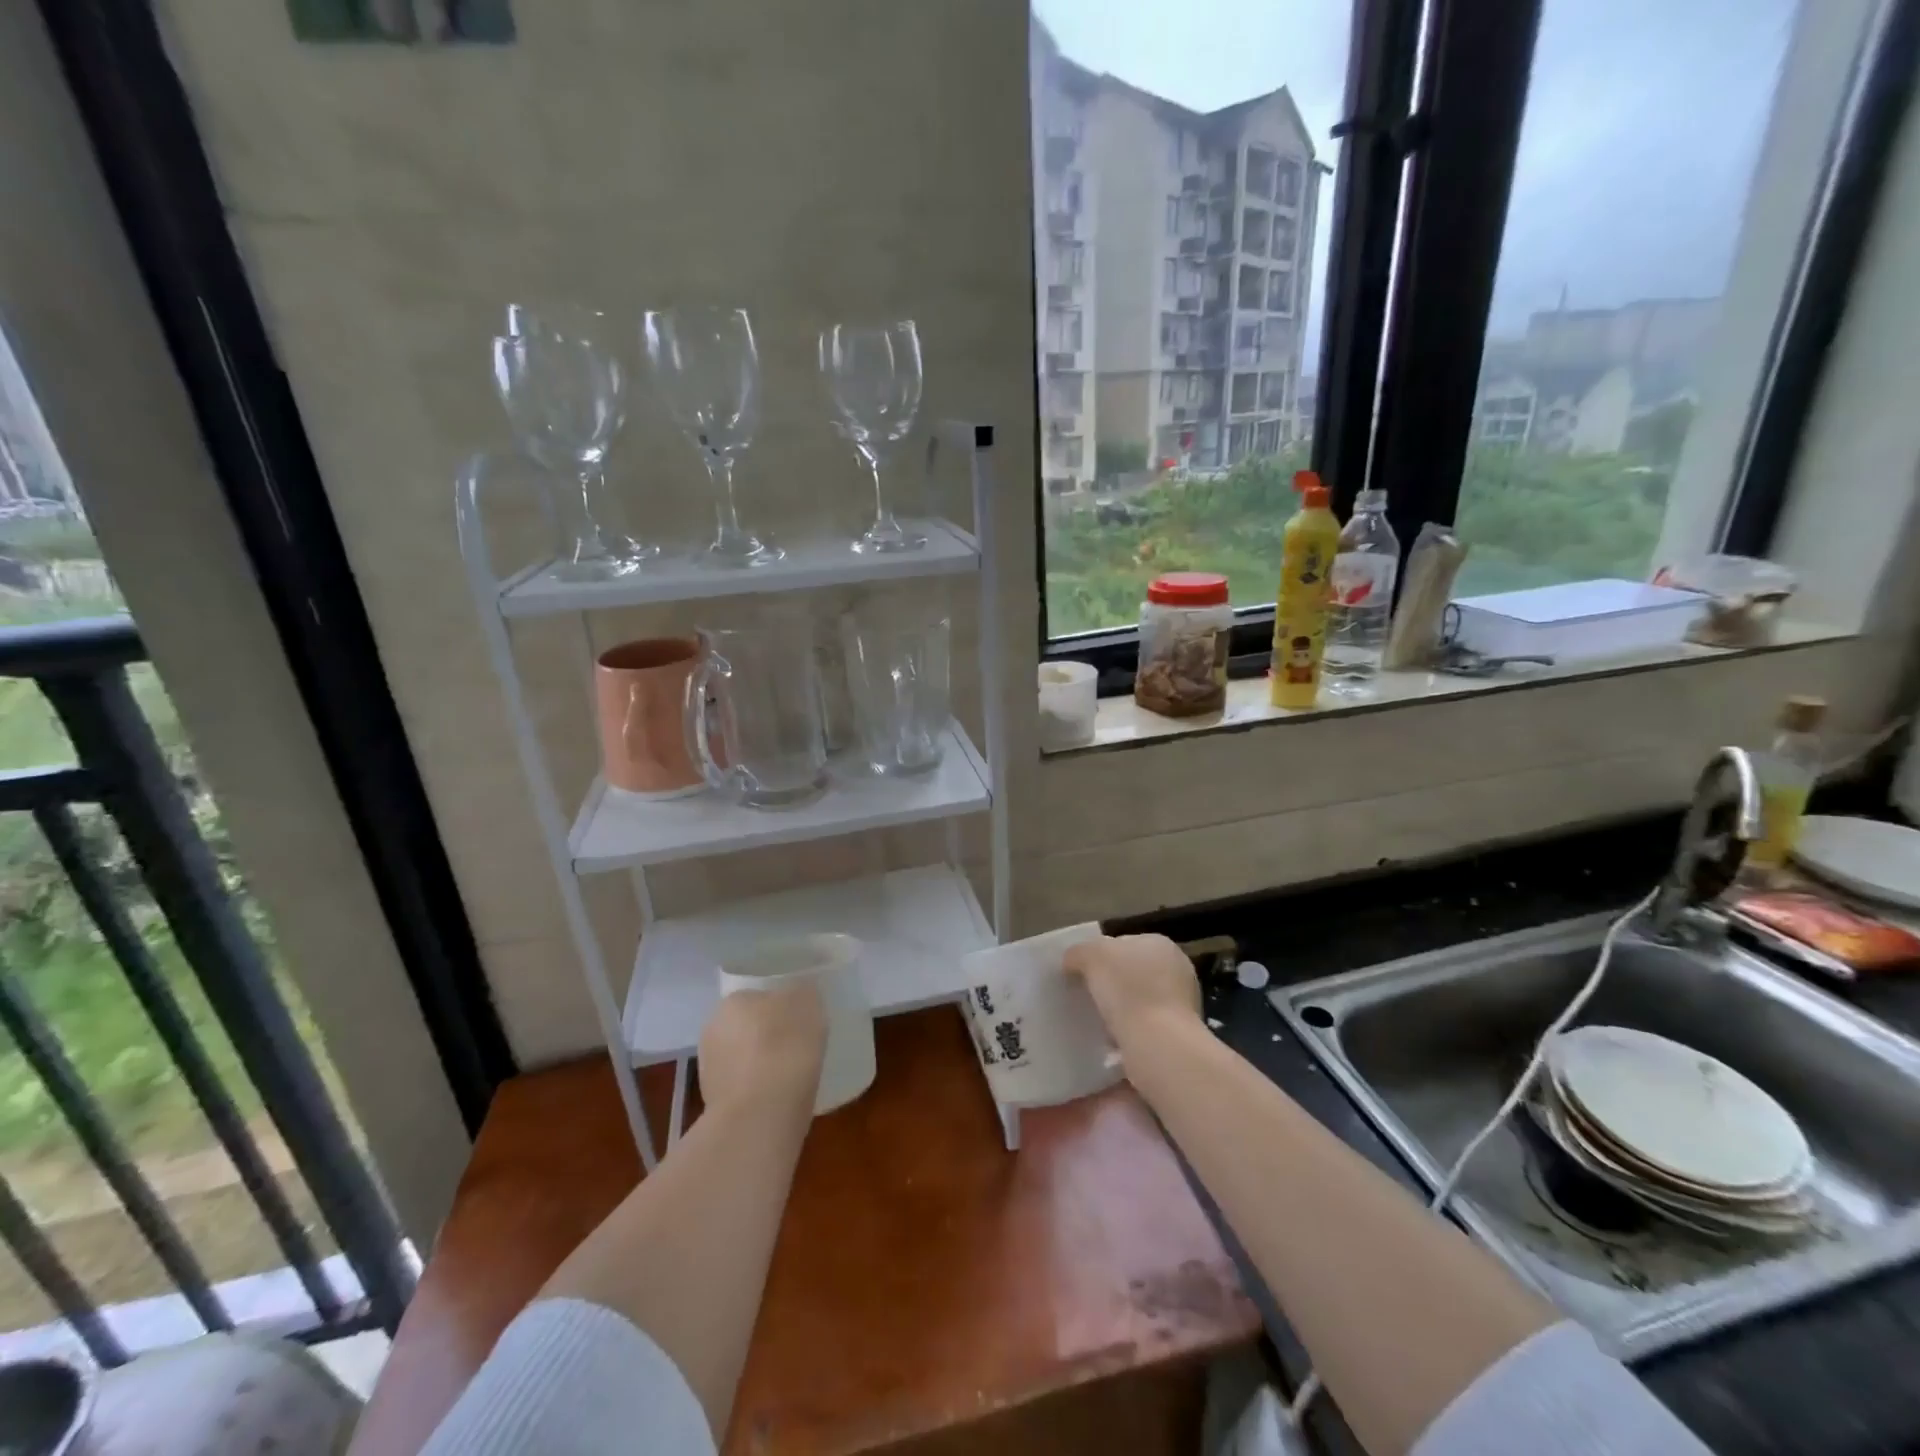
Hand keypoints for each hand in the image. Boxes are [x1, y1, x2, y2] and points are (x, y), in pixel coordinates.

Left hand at [699, 979, 827, 1117]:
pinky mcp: (714, 1106)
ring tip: (792, 1077)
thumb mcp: (808, 1001)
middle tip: (798, 1047)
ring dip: (762, 1065)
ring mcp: (710, 1071)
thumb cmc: (786, 1045)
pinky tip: (780, 1099)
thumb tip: (798, 995)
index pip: (758, 997)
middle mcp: (713, 1030)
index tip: (801, 1022)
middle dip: (768, 1036)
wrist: (762, 1113)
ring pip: (744, 1059)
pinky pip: (745, 1089)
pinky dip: (760, 1092)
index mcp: (732, 1001)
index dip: (781, 1009)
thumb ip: (801, 993)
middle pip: (748, 1028)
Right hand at [1063, 933, 1200, 1050]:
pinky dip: (1127, 1035)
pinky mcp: (1177, 1037)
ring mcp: (1182, 1006)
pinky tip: (1110, 1043)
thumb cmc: (1128, 989)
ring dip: (1119, 1012)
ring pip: (1138, 1003)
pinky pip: (1143, 1030)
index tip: (1082, 973)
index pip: (1123, 943)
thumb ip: (1078, 953)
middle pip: (1132, 973)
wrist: (1158, 1046)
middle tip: (1085, 997)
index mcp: (1159, 944)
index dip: (1100, 956)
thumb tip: (1072, 961)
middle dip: (1110, 985)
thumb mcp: (1092, 956)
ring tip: (1095, 1023)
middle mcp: (1177, 970)